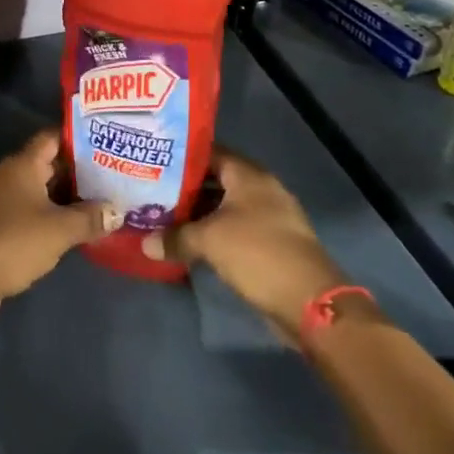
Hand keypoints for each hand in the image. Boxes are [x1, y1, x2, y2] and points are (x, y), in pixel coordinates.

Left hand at [0, 131, 120, 321]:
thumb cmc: (12, 243)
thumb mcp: (58, 230)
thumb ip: (90, 217)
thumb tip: (118, 210)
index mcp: (22, 165)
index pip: (53, 138)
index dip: (79, 137)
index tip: (108, 141)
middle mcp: (11, 176)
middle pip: (50, 164)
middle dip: (81, 170)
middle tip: (116, 174)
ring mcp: (3, 201)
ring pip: (43, 190)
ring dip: (69, 196)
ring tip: (105, 200)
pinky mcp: (0, 225)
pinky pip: (34, 211)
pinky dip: (54, 216)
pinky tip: (78, 227)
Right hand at [141, 148, 348, 342]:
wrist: (308, 300)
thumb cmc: (257, 253)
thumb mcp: (208, 241)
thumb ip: (174, 237)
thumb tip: (145, 244)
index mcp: (249, 176)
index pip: (211, 152)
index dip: (182, 155)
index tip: (155, 160)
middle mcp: (261, 190)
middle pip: (217, 180)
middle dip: (186, 187)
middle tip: (152, 190)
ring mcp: (269, 217)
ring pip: (225, 207)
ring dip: (198, 213)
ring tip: (163, 216)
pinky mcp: (271, 244)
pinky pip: (234, 229)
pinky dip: (213, 233)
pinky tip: (189, 242)